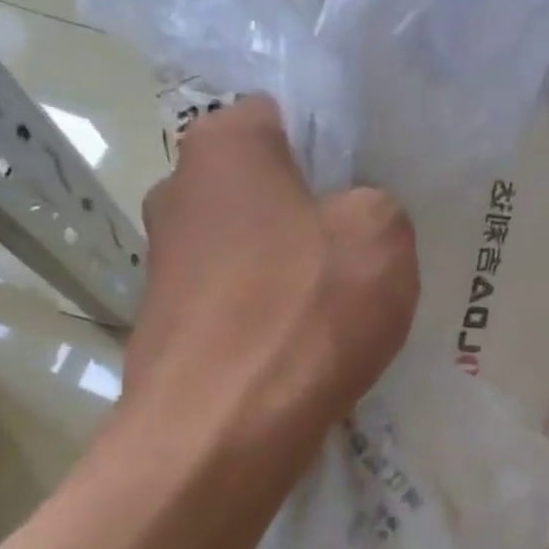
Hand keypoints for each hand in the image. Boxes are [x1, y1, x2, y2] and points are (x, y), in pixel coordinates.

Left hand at [119, 95, 418, 458]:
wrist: (223, 430)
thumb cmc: (306, 312)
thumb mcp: (383, 236)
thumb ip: (379, 205)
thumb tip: (355, 220)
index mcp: (223, 146)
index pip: (287, 118)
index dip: (337, 152)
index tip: (369, 195)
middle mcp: (177, 191)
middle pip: (267, 189)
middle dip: (314, 216)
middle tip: (363, 256)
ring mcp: (165, 263)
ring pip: (254, 251)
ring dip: (294, 273)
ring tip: (338, 315)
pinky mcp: (168, 326)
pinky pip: (239, 304)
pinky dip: (271, 320)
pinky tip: (303, 353)